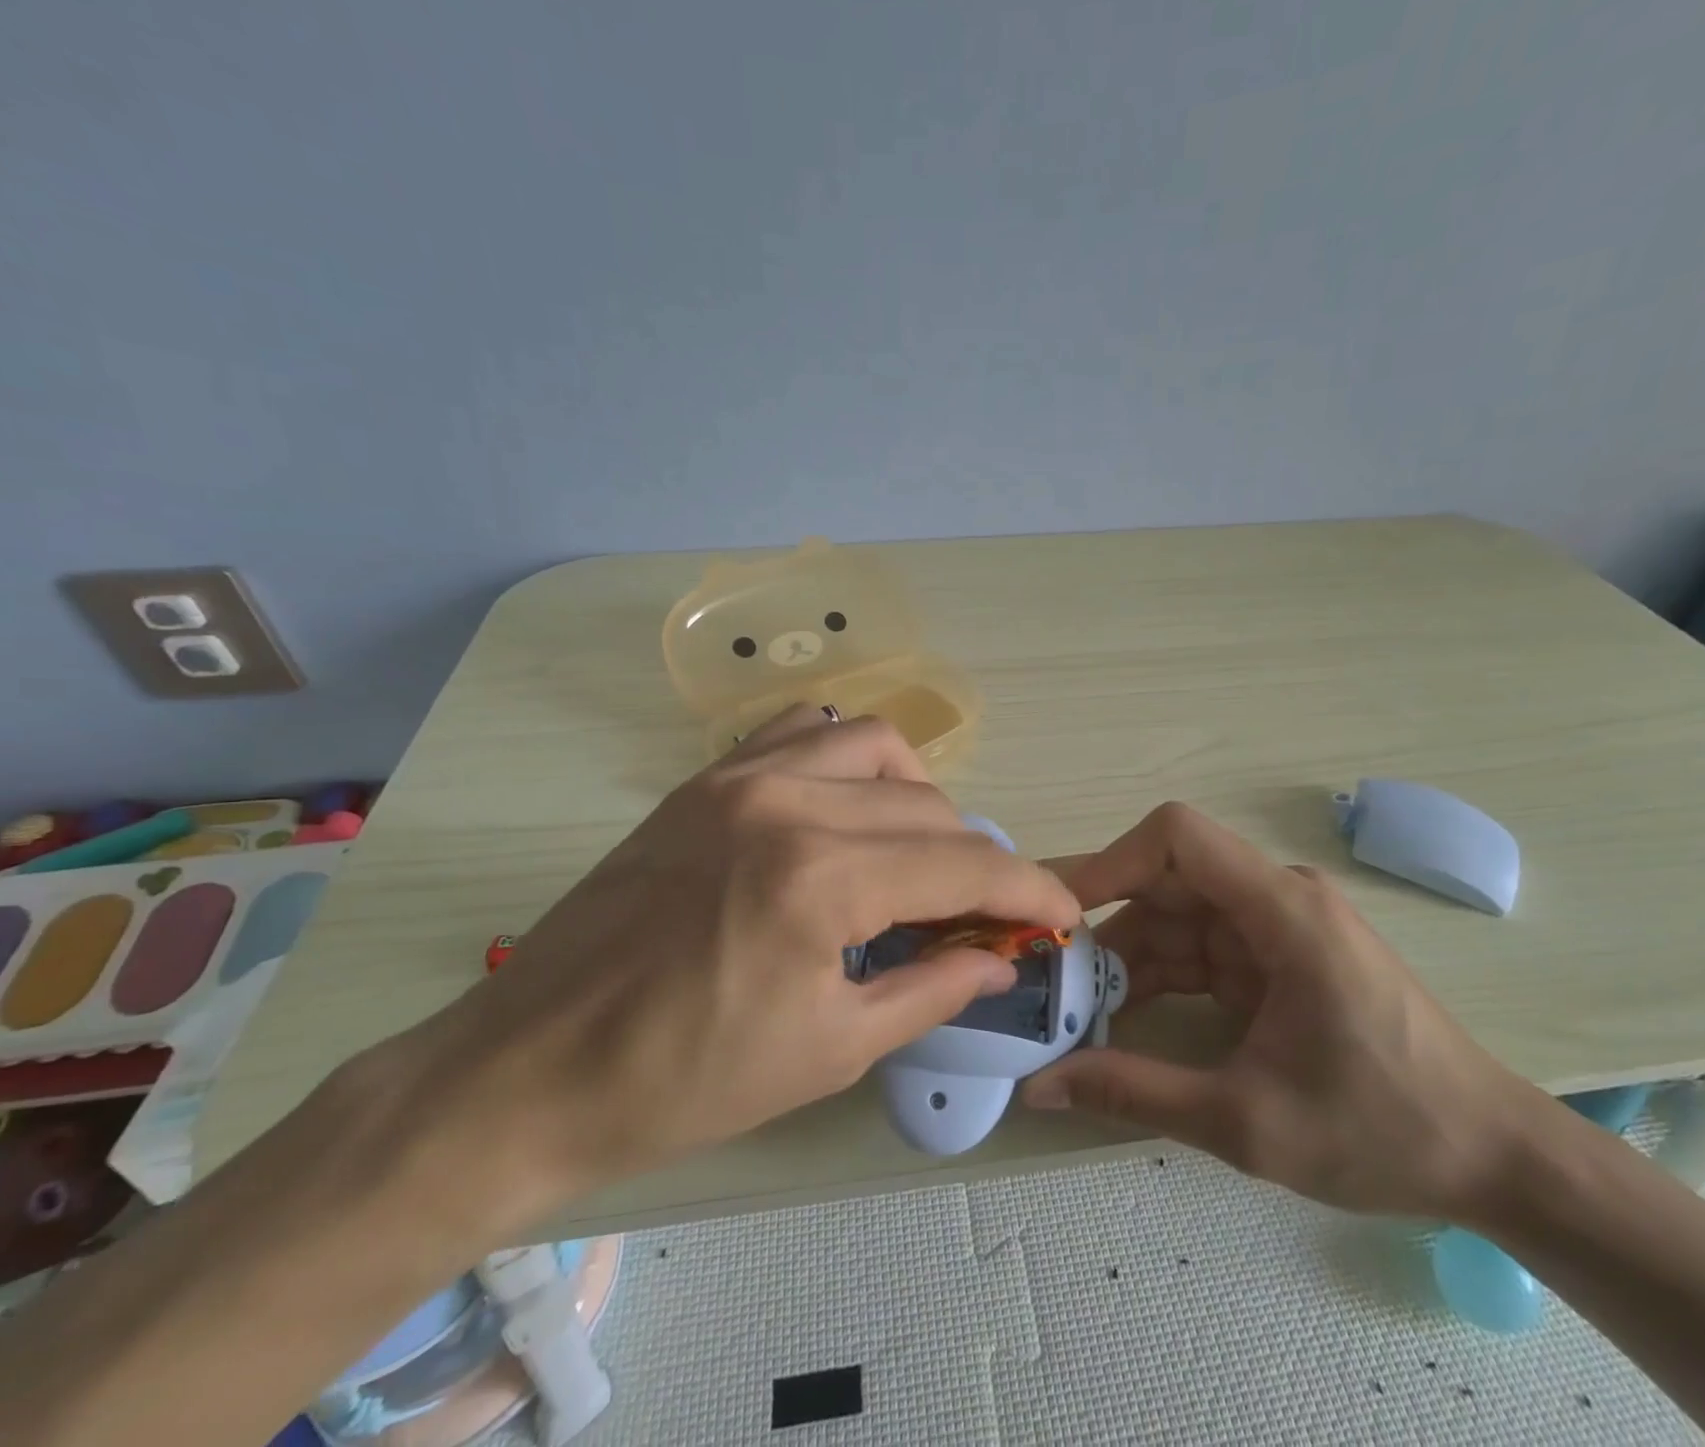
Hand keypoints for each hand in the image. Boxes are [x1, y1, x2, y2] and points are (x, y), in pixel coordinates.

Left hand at [382, 707, 1079, 1226]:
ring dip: (918, 798)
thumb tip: (999, 955)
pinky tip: (846, 808)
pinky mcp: (705, 779)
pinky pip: (802, 732)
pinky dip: (847, 759)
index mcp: (821, 879)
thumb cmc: (685, 1081)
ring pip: (875, 747)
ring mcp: (739, 777)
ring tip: (913, 854)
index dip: (1029, 889)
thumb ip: (932, 988)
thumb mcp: (832, 1049)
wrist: (532, 1068)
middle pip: (929, 807)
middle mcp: (788, 803)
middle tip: (976, 915)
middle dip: (974, 862)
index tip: (1062, 912)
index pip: (964, 863)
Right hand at [1022, 803, 1537, 1221]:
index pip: (1177, 837)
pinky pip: (1198, 950)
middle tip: (1045, 972)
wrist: (1495, 1160)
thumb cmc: (1384, 1131)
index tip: (1061, 916)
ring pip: (1175, 918)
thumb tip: (1037, 1086)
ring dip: (1124, 958)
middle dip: (1102, 924)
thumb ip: (1133, 1092)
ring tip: (1071, 1006)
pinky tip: (1119, 1018)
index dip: (1110, 862)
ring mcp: (1277, 927)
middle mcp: (1276, 899)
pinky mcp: (1275, 957)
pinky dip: (1156, 977)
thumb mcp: (1246, 1121)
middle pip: (1166, 881)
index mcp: (1282, 911)